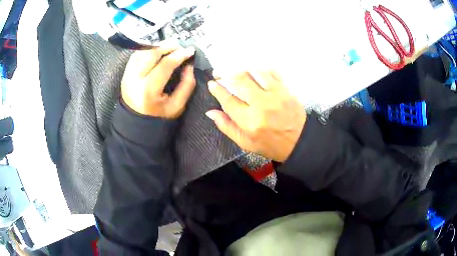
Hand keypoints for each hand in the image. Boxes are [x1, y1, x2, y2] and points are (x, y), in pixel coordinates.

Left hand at [121, 46, 195, 118]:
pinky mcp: (125, 74)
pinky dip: (148, 51)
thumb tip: (189, 65)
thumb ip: (186, 85)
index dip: (179, 55)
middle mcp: (134, 80)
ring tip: (169, 48)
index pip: (164, 65)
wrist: (135, 124)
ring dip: (157, 47)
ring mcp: (127, 75)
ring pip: (143, 52)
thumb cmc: (158, 117)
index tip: (190, 50)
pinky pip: (136, 56)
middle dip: (167, 47)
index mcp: (148, 90)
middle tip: (179, 47)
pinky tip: (156, 52)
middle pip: (151, 54)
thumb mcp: (177, 106)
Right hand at [206, 72, 306, 161]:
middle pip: (240, 79)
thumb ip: (227, 127)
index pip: (228, 100)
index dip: (217, 90)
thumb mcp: (245, 143)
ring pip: (255, 72)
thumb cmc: (270, 144)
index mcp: (249, 121)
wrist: (299, 141)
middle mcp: (261, 104)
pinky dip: (261, 70)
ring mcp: (275, 94)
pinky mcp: (286, 89)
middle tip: (220, 72)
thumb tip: (210, 112)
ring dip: (243, 69)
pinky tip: (256, 72)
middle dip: (226, 73)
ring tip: (237, 72)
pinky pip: (271, 72)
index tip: (212, 83)